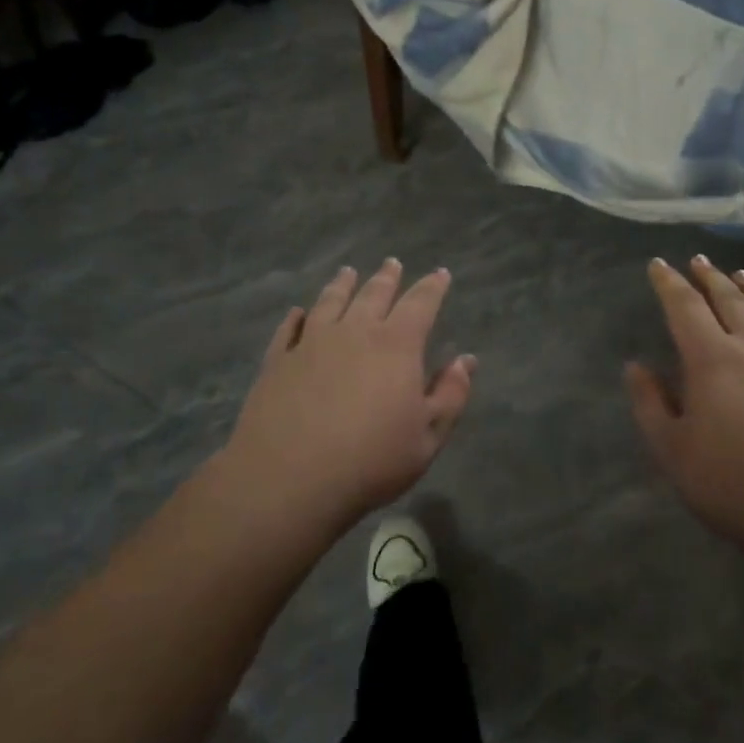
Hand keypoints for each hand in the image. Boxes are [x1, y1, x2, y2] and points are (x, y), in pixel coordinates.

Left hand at [217, 261, 475, 533]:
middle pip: (373, 294)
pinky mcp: (277, 361)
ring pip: (330, 302)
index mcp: (396, 345)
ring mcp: (311, 343)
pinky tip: (298, 313)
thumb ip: (451, 395)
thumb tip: (466, 361)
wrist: (288, 479)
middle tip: (392, 263)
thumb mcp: (428, 437)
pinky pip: (289, 329)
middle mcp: (354, 332)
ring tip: (348, 272)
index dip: (432, 286)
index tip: (440, 273)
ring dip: (342, 285)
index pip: (420, 303)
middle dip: (387, 277)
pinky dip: (296, 317)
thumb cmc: (371, 461)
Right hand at [625, 257, 743, 559]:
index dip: (669, 283)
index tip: (659, 264)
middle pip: (729, 300)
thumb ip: (650, 404)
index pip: (685, 308)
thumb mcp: (674, 452)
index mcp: (712, 360)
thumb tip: (636, 366)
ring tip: (741, 274)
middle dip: (709, 277)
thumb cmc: (737, 485)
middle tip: (698, 261)